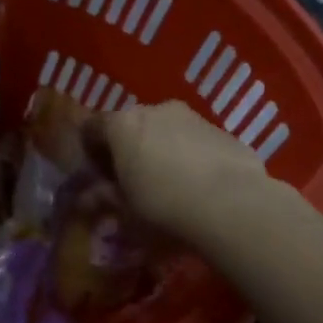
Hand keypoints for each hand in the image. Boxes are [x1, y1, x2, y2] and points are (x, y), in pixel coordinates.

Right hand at [87, 101, 277, 237]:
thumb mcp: (126, 212)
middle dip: (128, 148)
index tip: (98, 176)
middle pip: (130, 125)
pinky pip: (195, 140)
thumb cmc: (164, 206)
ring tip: (170, 184)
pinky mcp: (222, 130)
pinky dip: (191, 155)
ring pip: (165, 129)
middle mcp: (153, 110)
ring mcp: (191, 116)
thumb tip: (88, 199)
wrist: (233, 204)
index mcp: (120, 125)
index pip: (91, 128)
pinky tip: (200, 186)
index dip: (91, 151)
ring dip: (161, 150)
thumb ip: (105, 199)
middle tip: (133, 181)